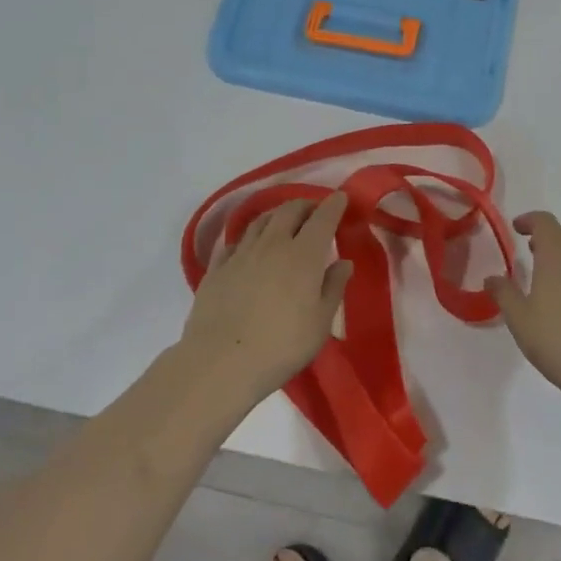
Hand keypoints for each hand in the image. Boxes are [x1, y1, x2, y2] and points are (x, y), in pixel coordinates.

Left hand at [181, 193, 352, 407]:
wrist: (220, 362)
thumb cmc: (281, 345)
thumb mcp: (320, 323)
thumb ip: (334, 288)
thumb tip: (344, 262)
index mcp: (304, 254)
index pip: (323, 218)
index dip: (333, 205)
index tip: (341, 198)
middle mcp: (272, 244)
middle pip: (289, 211)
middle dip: (305, 205)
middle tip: (314, 211)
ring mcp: (241, 254)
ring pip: (261, 221)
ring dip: (277, 214)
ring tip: (283, 221)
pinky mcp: (216, 268)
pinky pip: (234, 241)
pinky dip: (248, 237)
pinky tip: (249, 246)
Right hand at [486, 211, 560, 412]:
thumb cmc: (558, 342)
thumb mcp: (520, 320)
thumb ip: (504, 294)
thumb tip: (492, 277)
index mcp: (556, 257)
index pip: (545, 222)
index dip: (529, 220)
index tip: (517, 229)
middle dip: (549, 237)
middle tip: (533, 251)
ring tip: (554, 278)